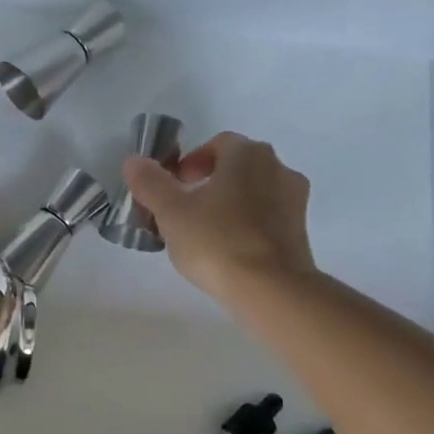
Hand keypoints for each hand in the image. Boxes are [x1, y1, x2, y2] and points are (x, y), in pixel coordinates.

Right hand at [122, 133, 314, 304]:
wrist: (271, 289)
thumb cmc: (217, 242)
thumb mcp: (171, 212)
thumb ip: (150, 183)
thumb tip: (134, 161)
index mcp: (248, 154)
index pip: (216, 144)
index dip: (190, 163)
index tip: (174, 188)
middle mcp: (277, 168)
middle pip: (236, 168)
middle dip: (209, 184)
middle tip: (184, 211)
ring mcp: (294, 200)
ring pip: (253, 193)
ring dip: (229, 205)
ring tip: (204, 235)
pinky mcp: (300, 231)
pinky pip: (267, 218)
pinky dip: (247, 225)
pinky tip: (228, 251)